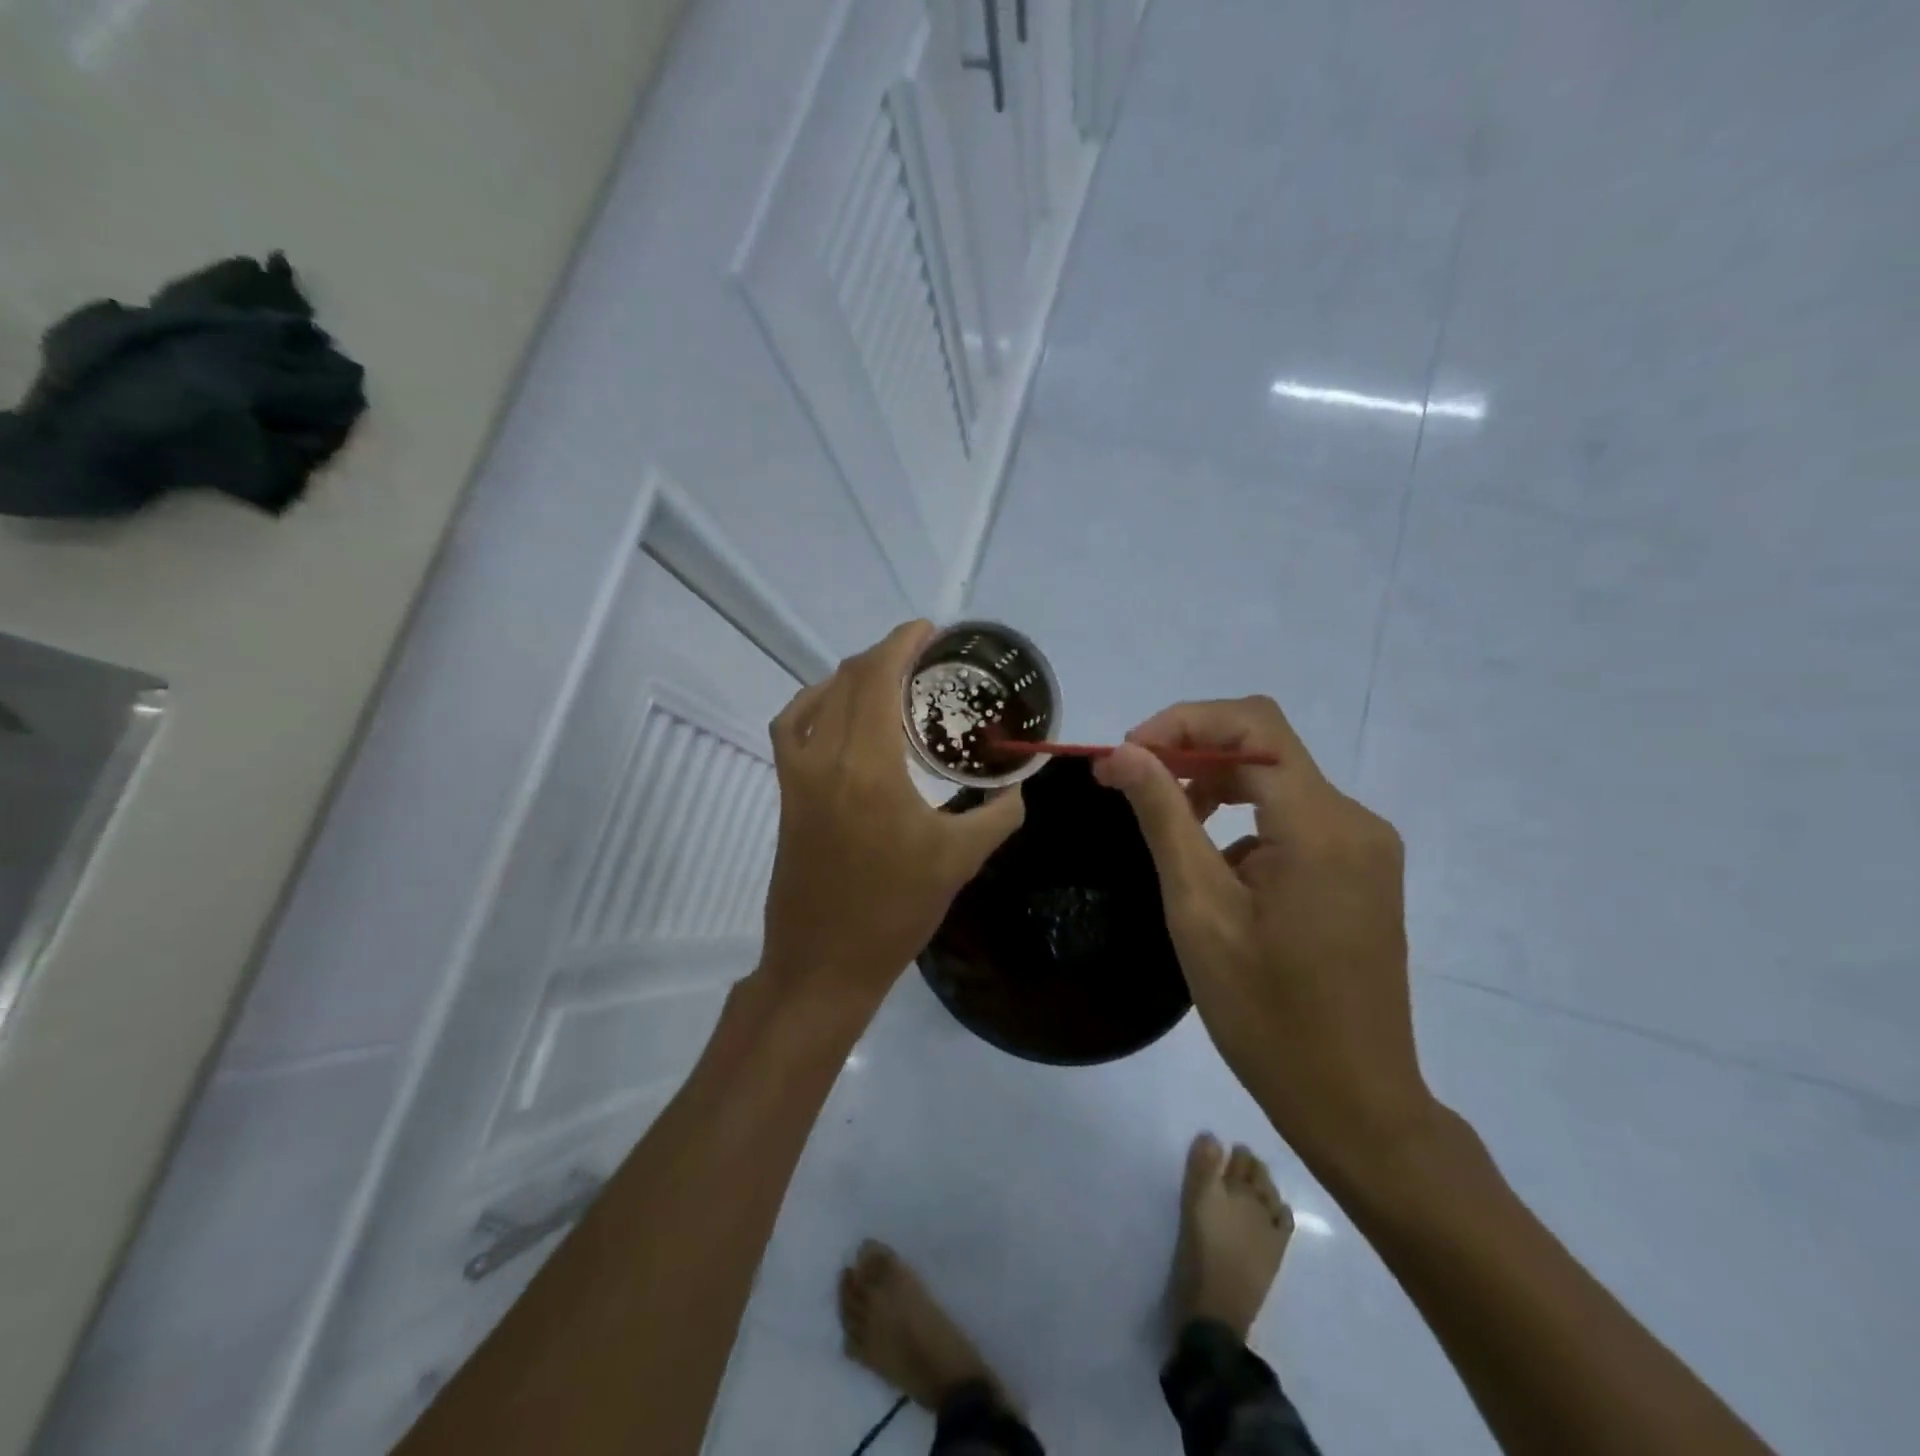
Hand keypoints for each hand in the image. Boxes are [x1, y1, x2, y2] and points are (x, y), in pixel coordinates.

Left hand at [759, 621, 1024, 1008]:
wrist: (825, 961)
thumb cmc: (895, 912)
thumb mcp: (960, 860)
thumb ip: (998, 814)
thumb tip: (1017, 785)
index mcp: (870, 768)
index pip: (878, 679)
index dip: (902, 643)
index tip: (930, 629)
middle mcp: (826, 759)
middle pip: (849, 679)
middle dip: (885, 654)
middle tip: (923, 655)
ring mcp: (798, 775)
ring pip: (818, 698)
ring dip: (852, 675)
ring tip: (888, 677)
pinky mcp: (787, 793)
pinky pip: (792, 727)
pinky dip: (815, 703)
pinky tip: (839, 711)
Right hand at [1094, 697, 1432, 1172]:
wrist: (1354, 1101)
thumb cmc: (1265, 1013)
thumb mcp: (1199, 909)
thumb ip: (1163, 817)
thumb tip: (1122, 752)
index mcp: (1321, 825)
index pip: (1252, 724)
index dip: (1183, 722)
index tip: (1129, 756)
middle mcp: (1355, 821)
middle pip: (1266, 747)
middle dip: (1193, 752)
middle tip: (1132, 786)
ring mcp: (1365, 847)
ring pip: (1278, 781)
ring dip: (1217, 787)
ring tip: (1167, 825)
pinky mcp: (1361, 872)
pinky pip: (1295, 819)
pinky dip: (1245, 821)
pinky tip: (1216, 870)